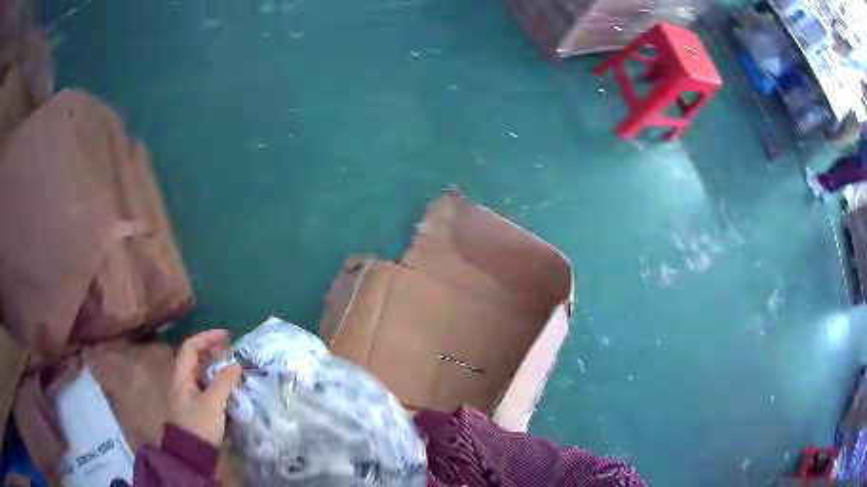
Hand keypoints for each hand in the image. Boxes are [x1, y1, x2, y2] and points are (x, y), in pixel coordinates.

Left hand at [169, 329, 241, 445]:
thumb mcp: (212, 403)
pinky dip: (220, 384)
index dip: (207, 338)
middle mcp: (184, 382)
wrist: (193, 455)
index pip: (191, 347)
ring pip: (203, 375)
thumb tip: (236, 364)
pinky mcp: (199, 409)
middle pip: (196, 359)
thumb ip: (224, 382)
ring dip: (218, 368)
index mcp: (181, 376)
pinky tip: (232, 388)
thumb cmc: (199, 425)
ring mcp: (191, 396)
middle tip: (233, 351)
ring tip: (236, 368)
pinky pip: (209, 388)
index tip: (227, 336)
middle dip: (214, 352)